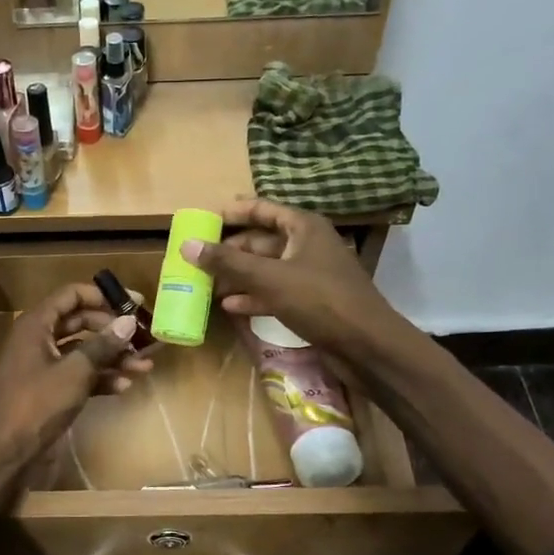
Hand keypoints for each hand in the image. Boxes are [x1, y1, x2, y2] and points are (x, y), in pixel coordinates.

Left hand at [0, 282, 151, 473]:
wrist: (6, 452)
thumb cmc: (36, 404)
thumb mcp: (74, 372)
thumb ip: (102, 345)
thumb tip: (129, 321)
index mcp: (36, 325)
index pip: (72, 295)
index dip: (103, 296)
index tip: (135, 303)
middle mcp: (39, 339)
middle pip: (81, 323)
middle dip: (113, 331)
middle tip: (144, 337)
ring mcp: (44, 366)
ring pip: (83, 352)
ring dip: (112, 357)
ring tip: (144, 366)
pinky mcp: (50, 391)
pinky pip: (79, 375)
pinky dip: (100, 379)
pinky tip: (124, 387)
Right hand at [182, 199, 394, 353]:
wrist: (366, 345)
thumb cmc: (320, 301)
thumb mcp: (270, 278)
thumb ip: (228, 262)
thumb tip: (188, 245)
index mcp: (304, 228)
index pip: (264, 209)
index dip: (236, 212)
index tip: (206, 218)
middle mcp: (308, 246)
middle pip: (262, 241)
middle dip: (231, 251)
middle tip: (198, 258)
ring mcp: (310, 275)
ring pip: (267, 269)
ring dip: (238, 276)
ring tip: (206, 284)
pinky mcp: (310, 302)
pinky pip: (275, 293)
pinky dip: (253, 297)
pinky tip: (229, 306)